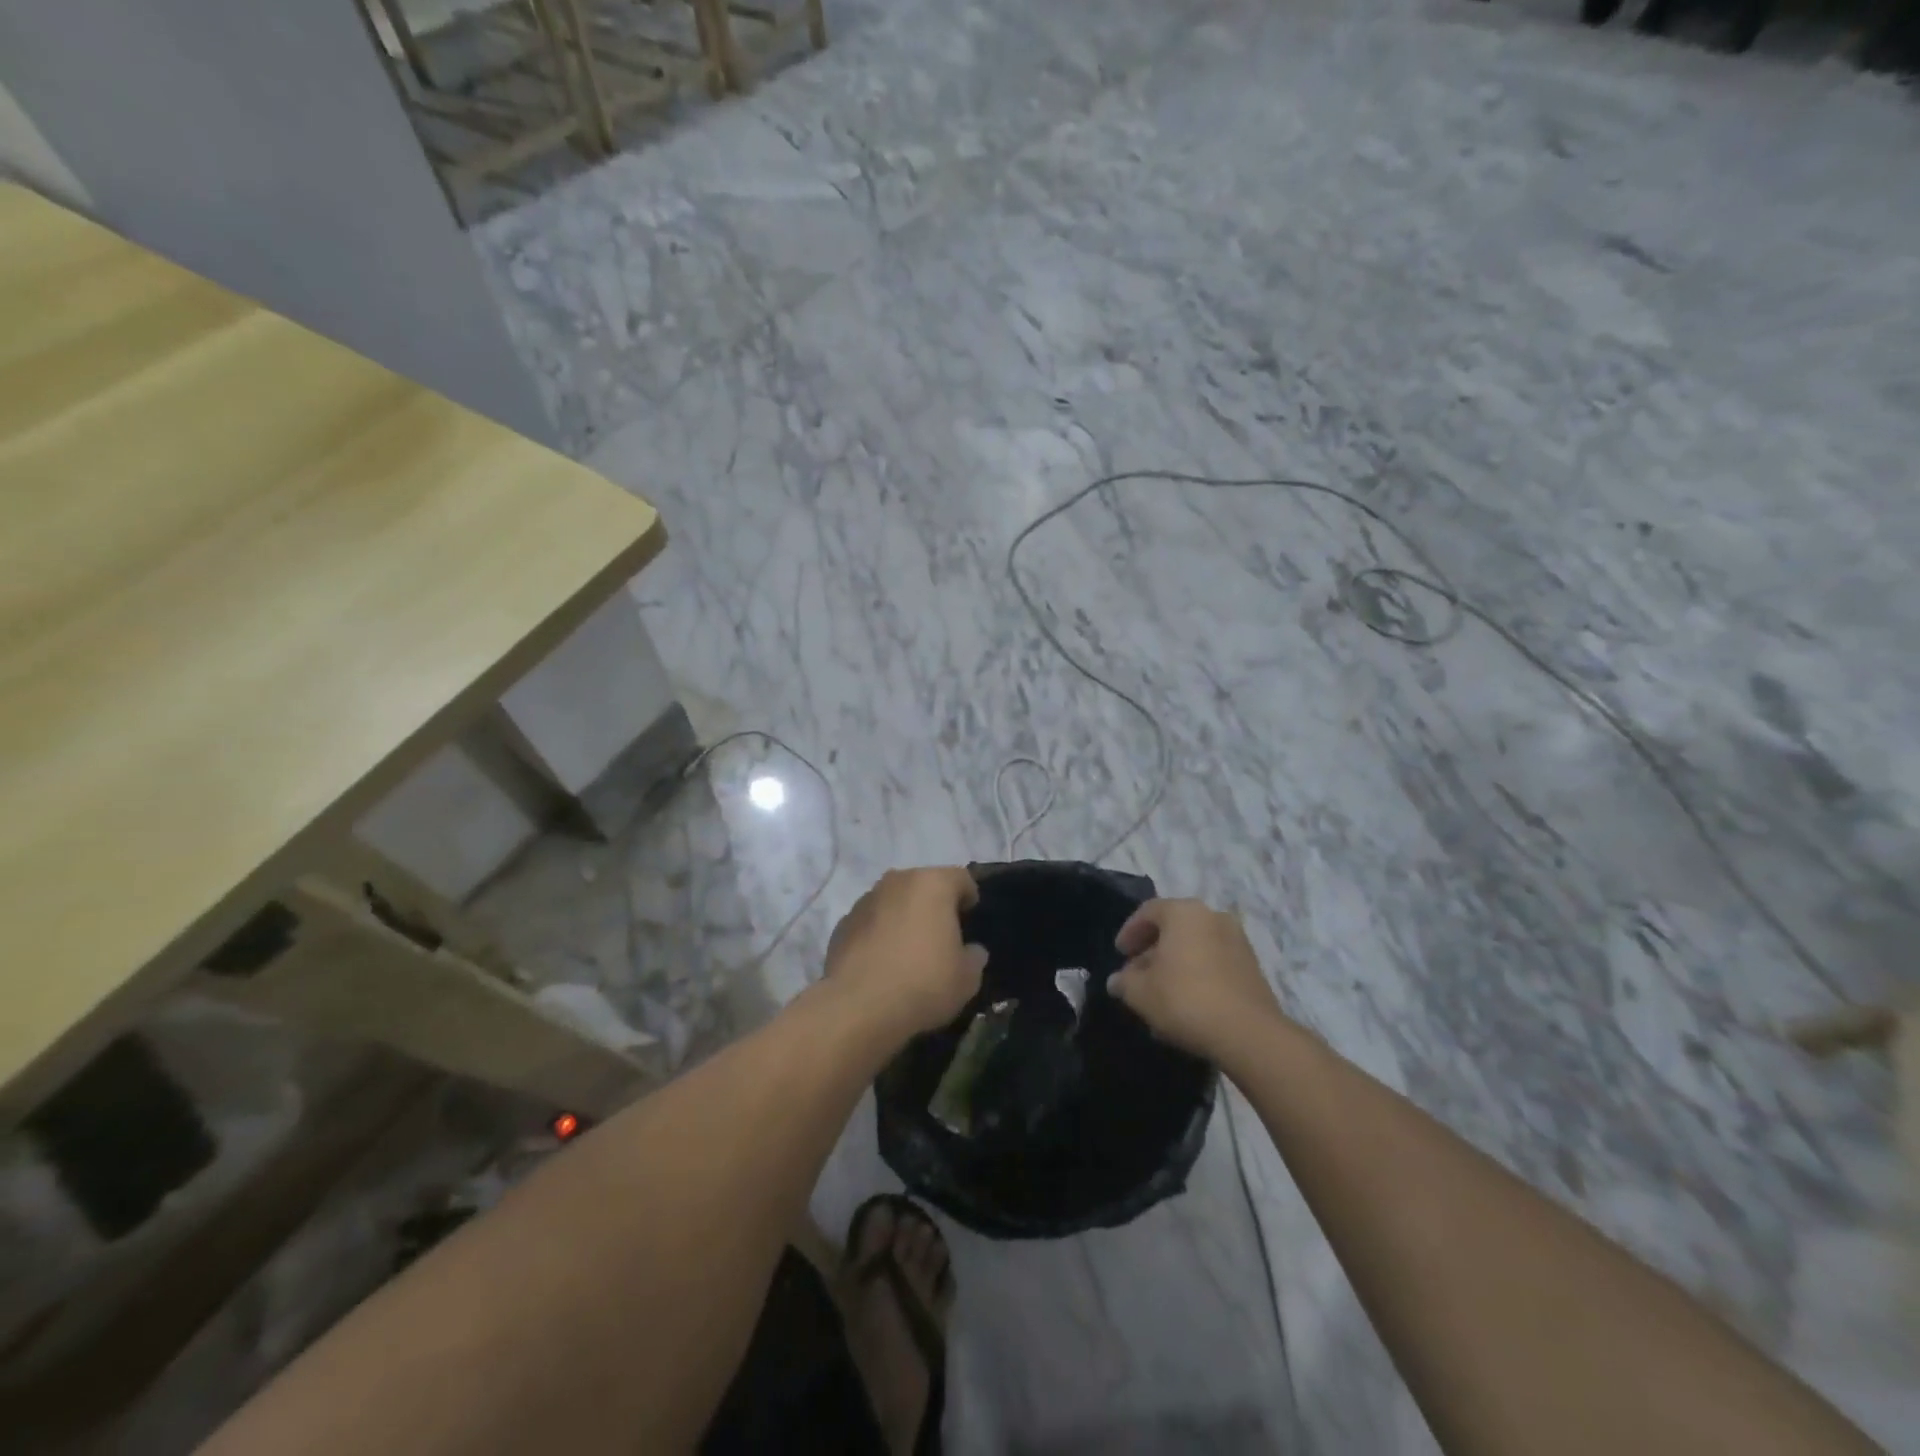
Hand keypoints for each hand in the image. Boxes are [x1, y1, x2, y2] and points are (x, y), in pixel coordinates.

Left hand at [824, 868, 986, 1042]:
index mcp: (932, 884)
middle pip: (924, 885)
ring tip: (909, 950)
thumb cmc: (923, 983)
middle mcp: (897, 881)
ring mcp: (865, 901)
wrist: (858, 1007)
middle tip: (942, 935)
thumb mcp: (967, 978)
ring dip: (904, 917)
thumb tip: (970, 951)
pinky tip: (883, 963)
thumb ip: (974, 957)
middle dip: (934, 905)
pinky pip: (871, 923)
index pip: (961, 878)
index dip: (969, 897)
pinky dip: (879, 934)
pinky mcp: (842, 924)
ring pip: (894, 901)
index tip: (970, 919)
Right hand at [1107, 898, 1282, 1060]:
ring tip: (1161, 991)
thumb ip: (1124, 982)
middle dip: (1153, 949)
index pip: (1148, 911)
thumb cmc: (1185, 999)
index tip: (1120, 954)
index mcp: (1184, 912)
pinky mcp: (1252, 967)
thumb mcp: (1140, 992)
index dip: (1129, 931)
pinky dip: (1197, 973)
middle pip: (1174, 927)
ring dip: (1176, 963)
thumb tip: (1117, 981)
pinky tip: (1187, 1001)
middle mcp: (1213, 917)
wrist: (1248, 1033)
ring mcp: (1238, 941)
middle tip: (1137, 973)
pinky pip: (1215, 962)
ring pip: (1196, 945)